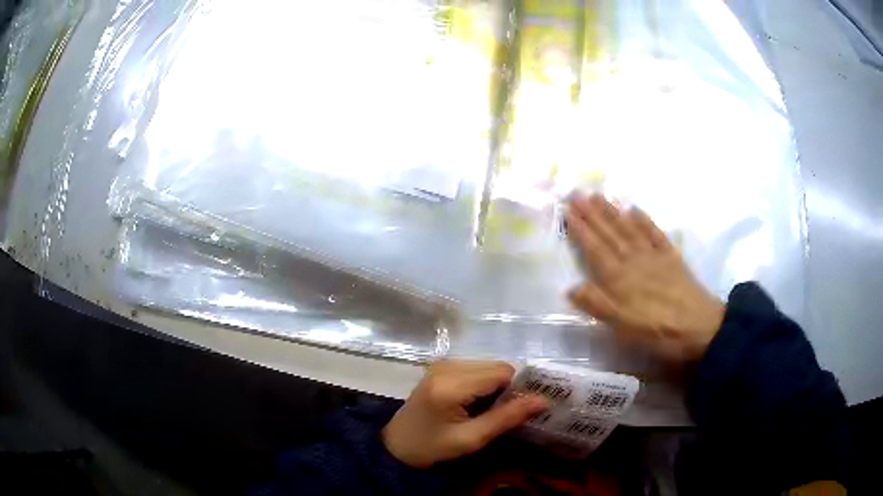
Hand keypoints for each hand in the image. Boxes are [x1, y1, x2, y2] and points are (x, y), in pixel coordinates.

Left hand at [382, 360, 546, 467]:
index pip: (502, 372)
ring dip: (495, 385)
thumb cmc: (433, 447)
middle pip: (495, 366)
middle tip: (506, 413)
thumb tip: (543, 400)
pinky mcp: (439, 368)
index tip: (522, 409)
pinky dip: (483, 383)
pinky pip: (474, 368)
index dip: (518, 389)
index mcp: (452, 384)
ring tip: (489, 410)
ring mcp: (441, 364)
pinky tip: (476, 403)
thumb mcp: (471, 439)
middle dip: (507, 387)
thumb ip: (506, 418)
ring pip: (487, 366)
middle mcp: (446, 366)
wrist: (397, 446)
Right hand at [565, 195, 724, 361]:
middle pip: (609, 232)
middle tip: (577, 193)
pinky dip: (644, 220)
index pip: (595, 248)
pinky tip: (635, 209)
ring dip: (612, 211)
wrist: (698, 326)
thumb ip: (597, 304)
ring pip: (628, 228)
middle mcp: (633, 260)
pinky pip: (654, 233)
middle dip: (592, 213)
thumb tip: (571, 287)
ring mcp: (653, 256)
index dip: (580, 230)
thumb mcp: (622, 325)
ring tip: (598, 195)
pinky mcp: (671, 257)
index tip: (567, 211)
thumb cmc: (656, 330)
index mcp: (618, 277)